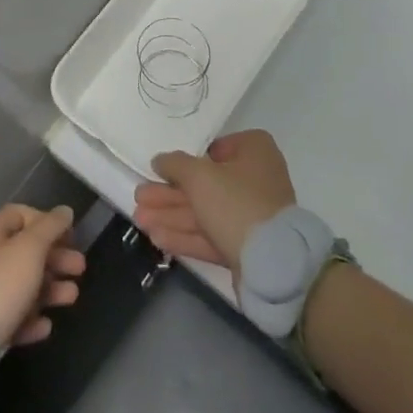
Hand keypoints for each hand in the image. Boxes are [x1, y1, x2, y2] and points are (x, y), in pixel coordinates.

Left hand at [0, 204, 84, 351]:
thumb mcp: (30, 249)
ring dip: (51, 288)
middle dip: (56, 258)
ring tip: (72, 297)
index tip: (70, 237)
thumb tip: (65, 211)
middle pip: (26, 251)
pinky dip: (32, 317)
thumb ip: (50, 228)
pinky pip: (14, 314)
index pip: (22, 215)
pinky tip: (46, 325)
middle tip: (80, 268)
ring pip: (23, 284)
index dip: (48, 222)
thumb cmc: (1, 283)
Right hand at [133, 129, 295, 276]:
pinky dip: (184, 235)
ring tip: (139, 219)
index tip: (164, 168)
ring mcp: (251, 216)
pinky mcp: (245, 247)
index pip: (216, 148)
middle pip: (204, 184)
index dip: (188, 159)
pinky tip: (156, 237)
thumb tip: (160, 160)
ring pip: (204, 212)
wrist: (273, 263)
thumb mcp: (198, 175)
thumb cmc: (236, 203)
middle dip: (169, 193)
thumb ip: (175, 164)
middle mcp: (255, 180)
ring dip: (170, 215)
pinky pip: (210, 235)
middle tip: (140, 196)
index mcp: (253, 152)